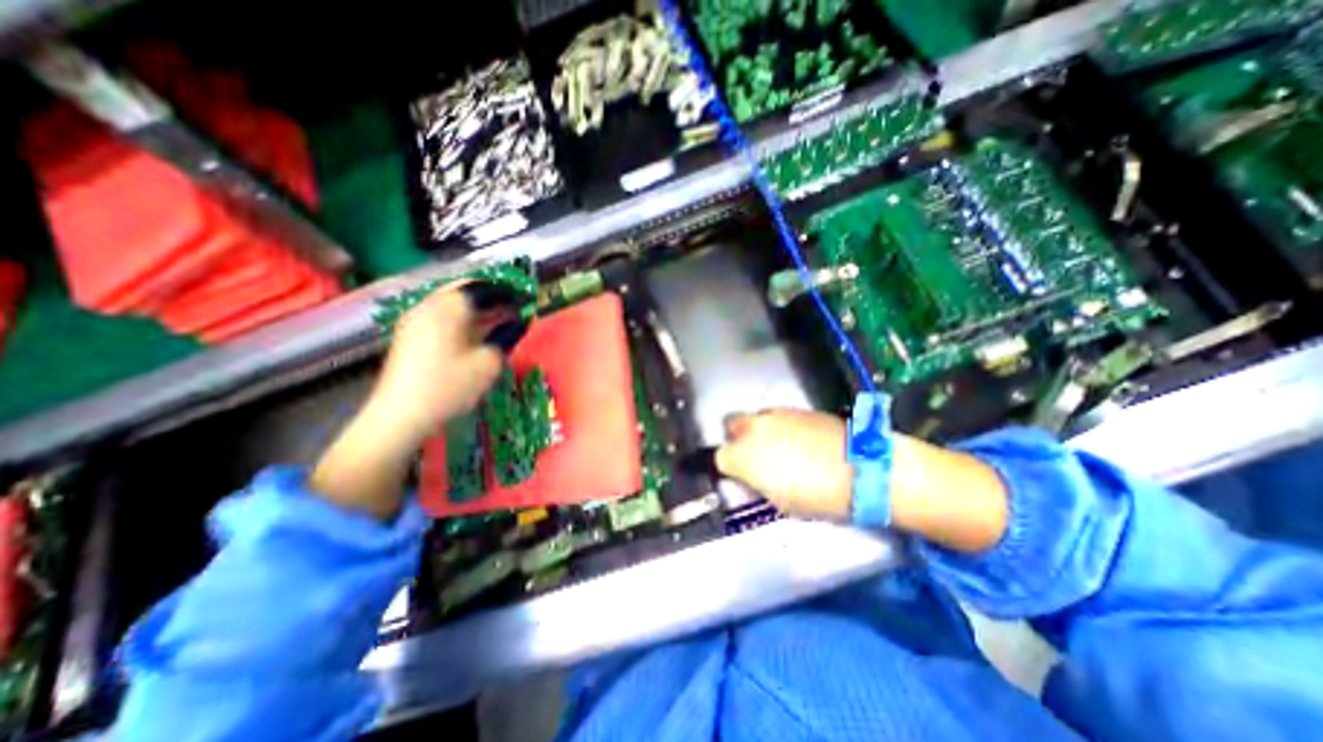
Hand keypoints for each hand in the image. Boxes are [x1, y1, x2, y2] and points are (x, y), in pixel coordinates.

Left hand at [367, 285, 506, 447]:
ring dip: (477, 310)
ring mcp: (415, 319)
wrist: (400, 414)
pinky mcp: (409, 335)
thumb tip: (517, 323)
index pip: (483, 288)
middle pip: (465, 291)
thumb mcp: (488, 363)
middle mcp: (429, 305)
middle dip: (491, 299)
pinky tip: (475, 335)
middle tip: (512, 310)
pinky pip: (441, 316)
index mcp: (448, 307)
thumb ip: (505, 337)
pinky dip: (462, 320)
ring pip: (452, 304)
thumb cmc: (449, 386)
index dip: (507, 293)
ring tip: (498, 323)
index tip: (525, 301)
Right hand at [721, 405, 1007, 550]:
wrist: (866, 468)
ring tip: (779, 449)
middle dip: (735, 438)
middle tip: (752, 455)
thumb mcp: (781, 501)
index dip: (726, 466)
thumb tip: (750, 475)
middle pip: (731, 424)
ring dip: (759, 431)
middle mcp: (756, 427)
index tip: (735, 474)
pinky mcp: (798, 408)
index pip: (719, 456)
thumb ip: (757, 482)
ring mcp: (777, 414)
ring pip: (755, 418)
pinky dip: (780, 427)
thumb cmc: (821, 495)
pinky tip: (798, 441)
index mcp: (745, 455)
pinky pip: (778, 416)